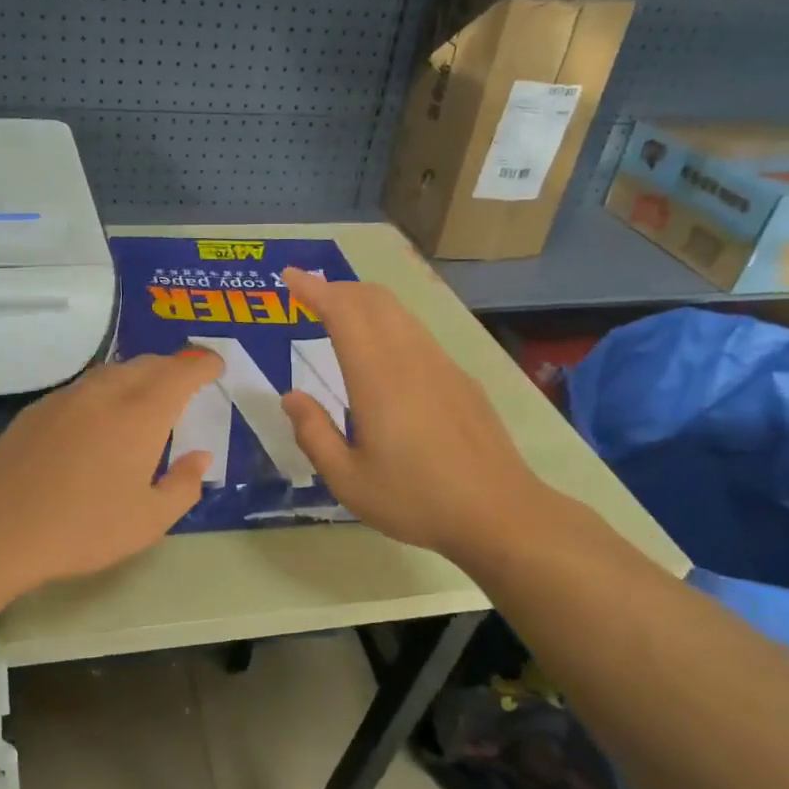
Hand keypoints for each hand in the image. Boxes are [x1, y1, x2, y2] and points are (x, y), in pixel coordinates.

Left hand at [0, 351, 222, 593]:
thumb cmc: (83, 528)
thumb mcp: (149, 521)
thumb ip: (183, 485)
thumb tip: (199, 457)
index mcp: (141, 414)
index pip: (181, 372)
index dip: (202, 365)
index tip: (215, 367)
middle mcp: (105, 393)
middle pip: (146, 364)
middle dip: (172, 367)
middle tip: (186, 382)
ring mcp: (66, 398)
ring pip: (112, 372)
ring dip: (137, 376)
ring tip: (145, 398)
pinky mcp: (37, 410)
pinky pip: (83, 388)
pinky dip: (104, 392)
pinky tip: (99, 420)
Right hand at [279, 267, 543, 563]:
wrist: (499, 513)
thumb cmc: (415, 499)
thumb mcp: (348, 480)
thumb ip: (314, 433)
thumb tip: (292, 396)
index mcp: (377, 378)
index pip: (343, 313)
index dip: (313, 289)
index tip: (290, 275)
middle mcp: (411, 359)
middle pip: (375, 300)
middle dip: (338, 289)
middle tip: (310, 295)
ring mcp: (443, 366)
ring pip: (400, 313)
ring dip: (366, 303)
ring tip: (342, 316)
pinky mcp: (462, 380)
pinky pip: (418, 334)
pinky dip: (390, 325)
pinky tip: (385, 354)